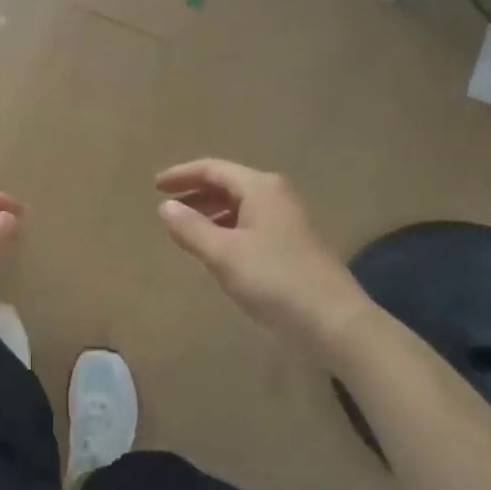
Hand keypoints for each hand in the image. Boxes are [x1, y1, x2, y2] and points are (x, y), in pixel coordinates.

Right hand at [155, 159, 362, 359]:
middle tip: (167, 206)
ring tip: (186, 229)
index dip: (182, 175)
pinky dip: (228, 229)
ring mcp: (288, 219)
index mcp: (260, 188)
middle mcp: (276, 195)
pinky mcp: (294, 243)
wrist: (336, 321)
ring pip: (240, 206)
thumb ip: (191, 228)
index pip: (213, 169)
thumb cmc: (274, 279)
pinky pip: (251, 224)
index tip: (155, 185)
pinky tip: (217, 250)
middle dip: (196, 193)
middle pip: (228, 184)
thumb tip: (165, 207)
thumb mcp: (223, 254)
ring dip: (211, 212)